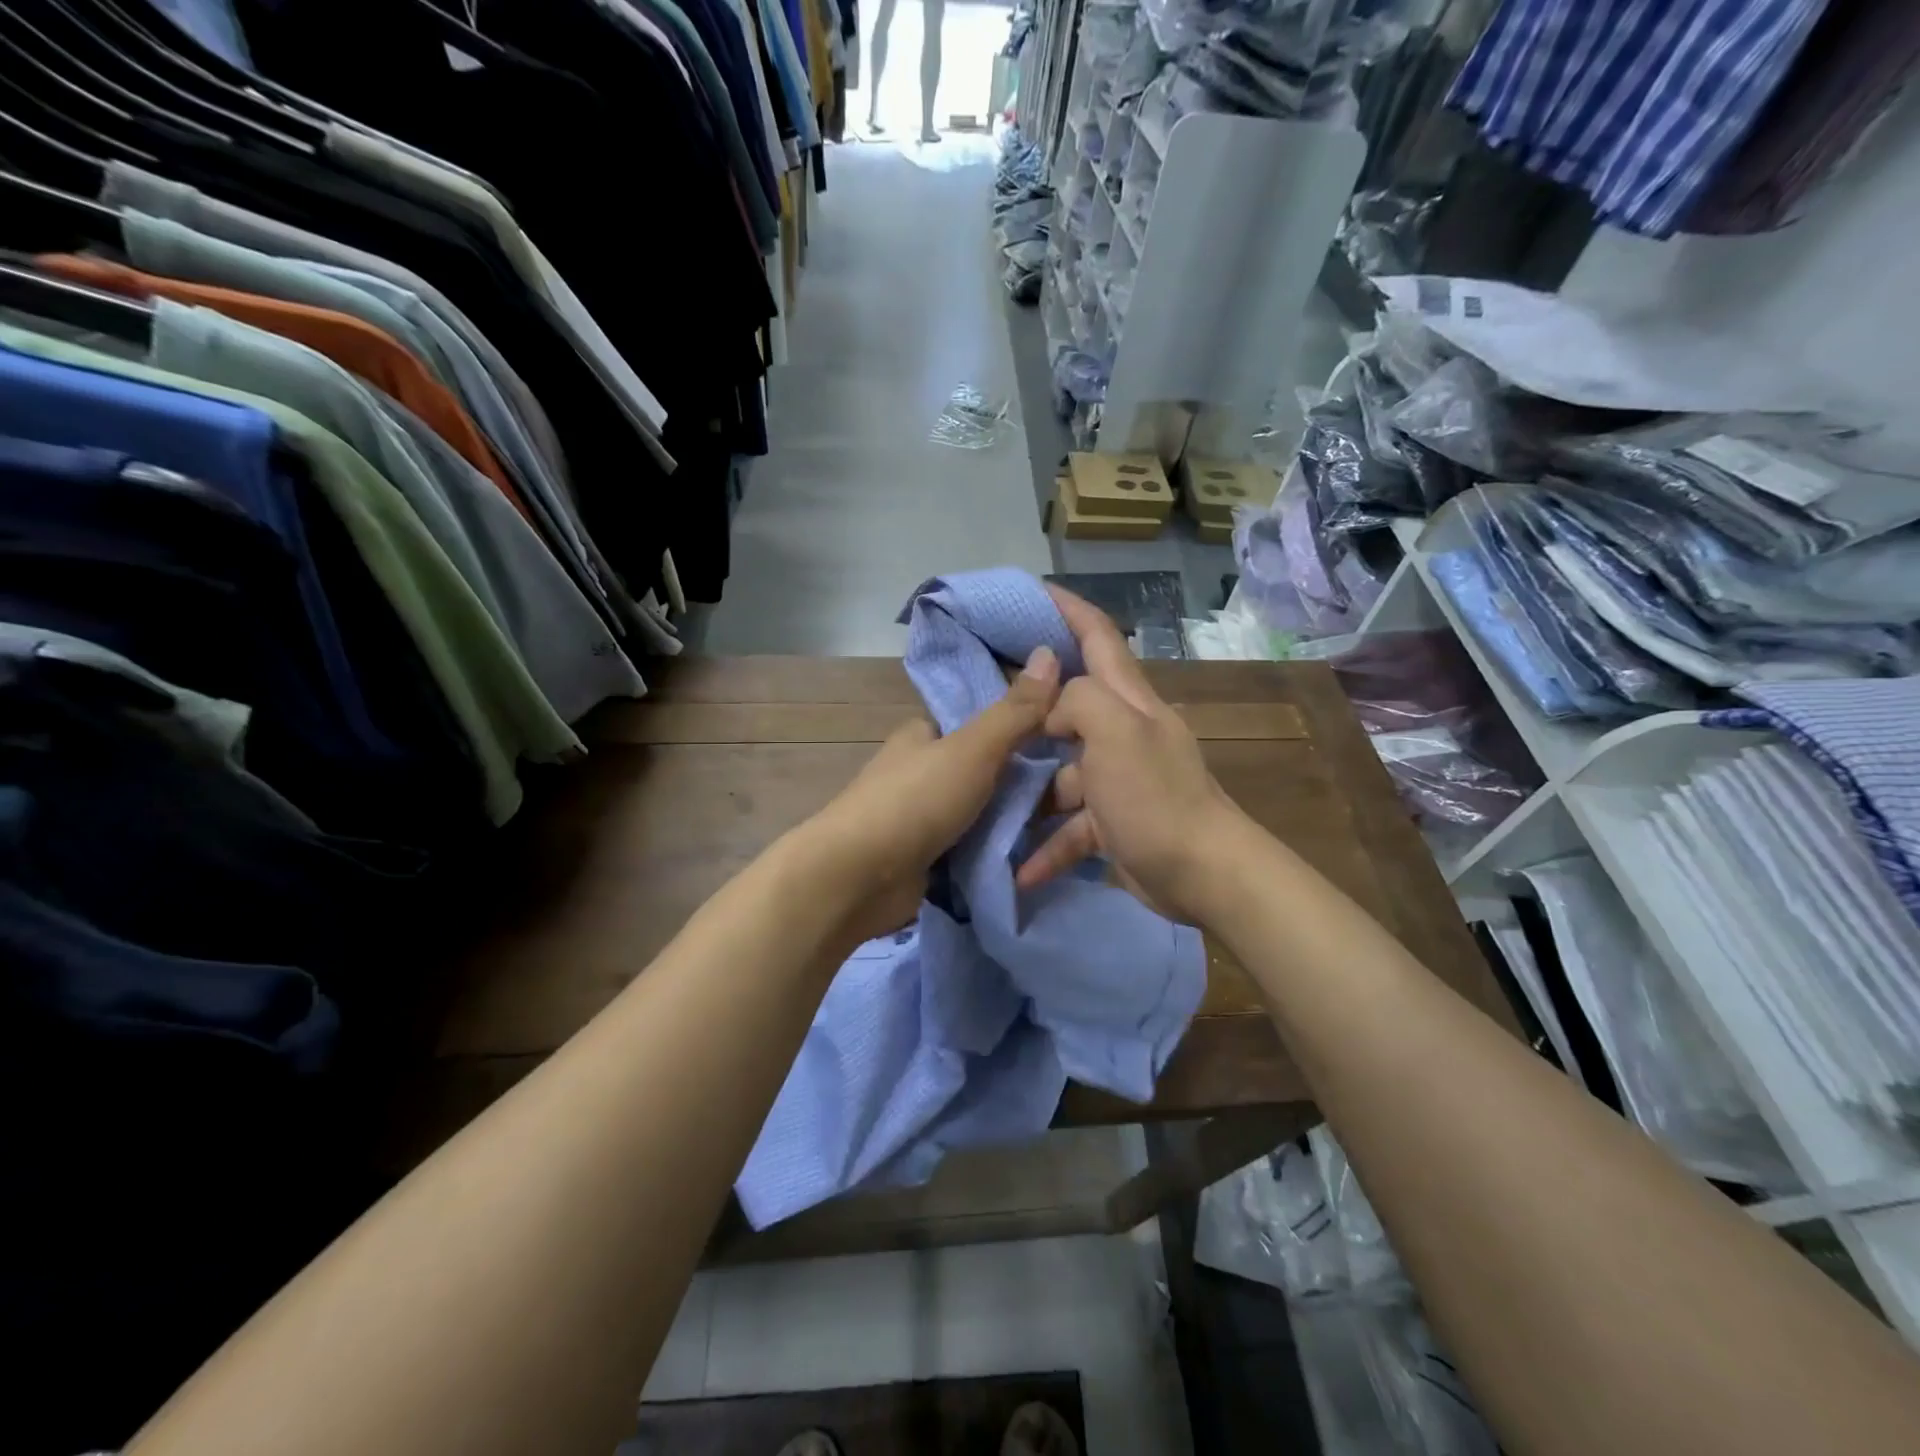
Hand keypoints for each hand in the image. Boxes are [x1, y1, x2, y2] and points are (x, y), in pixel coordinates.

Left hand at [803, 644, 1063, 941]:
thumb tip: (1050, 653)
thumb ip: (1015, 711)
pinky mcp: (924, 858)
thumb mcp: (974, 748)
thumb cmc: (916, 801)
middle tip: (1072, 792)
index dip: (1018, 727)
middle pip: (982, 770)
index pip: (978, 722)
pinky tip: (1033, 856)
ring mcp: (920, 817)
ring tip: (1065, 825)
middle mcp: (920, 771)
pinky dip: (994, 852)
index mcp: (923, 734)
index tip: (1062, 740)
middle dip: (1020, 783)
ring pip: (979, 812)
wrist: (859, 878)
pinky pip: (970, 848)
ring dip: (1011, 821)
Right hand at [1015, 586, 1245, 924]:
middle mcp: (1123, 732)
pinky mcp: (1113, 824)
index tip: (1031, 591)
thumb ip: (1079, 700)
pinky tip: (1020, 869)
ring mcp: (1118, 780)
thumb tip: (1051, 711)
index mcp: (1127, 701)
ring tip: (986, 797)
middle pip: (1072, 705)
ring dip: (1029, 789)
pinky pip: (1070, 828)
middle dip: (1031, 702)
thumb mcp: (1116, 731)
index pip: (1098, 637)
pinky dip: (1047, 847)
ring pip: (1062, 773)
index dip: (1068, 609)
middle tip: (984, 701)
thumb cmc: (1154, 795)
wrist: (1203, 873)